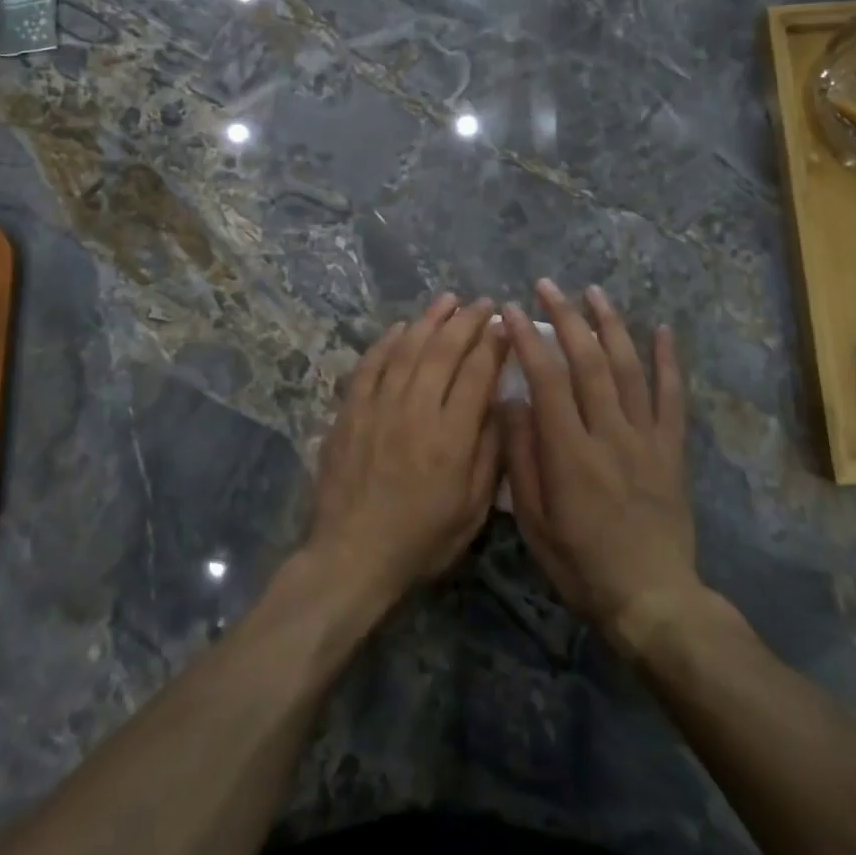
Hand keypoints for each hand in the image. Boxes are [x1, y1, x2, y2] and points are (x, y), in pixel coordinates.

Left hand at [307, 294, 505, 604]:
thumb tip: (502, 404)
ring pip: (407, 349)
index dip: (493, 344)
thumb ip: (490, 453)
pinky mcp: (351, 410)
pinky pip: (370, 364)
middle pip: (444, 351)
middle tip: (482, 304)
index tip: (504, 324)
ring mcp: (379, 406)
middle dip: (467, 322)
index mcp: (451, 437)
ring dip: (429, 320)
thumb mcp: (472, 510)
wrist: (352, 554)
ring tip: (447, 300)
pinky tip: (400, 328)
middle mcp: (415, 410)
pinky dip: (387, 342)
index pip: (477, 373)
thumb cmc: (421, 538)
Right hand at [498, 280, 698, 652]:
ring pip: (629, 368)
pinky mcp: (672, 449)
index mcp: (570, 452)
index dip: (528, 339)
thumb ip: (521, 457)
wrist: (653, 600)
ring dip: (611, 324)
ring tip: (594, 291)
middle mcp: (610, 433)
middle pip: (588, 362)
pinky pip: (673, 397)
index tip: (512, 310)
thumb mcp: (533, 522)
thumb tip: (511, 400)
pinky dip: (669, 361)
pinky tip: (663, 329)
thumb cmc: (581, 564)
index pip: (547, 380)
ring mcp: (646, 438)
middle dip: (566, 317)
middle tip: (547, 285)